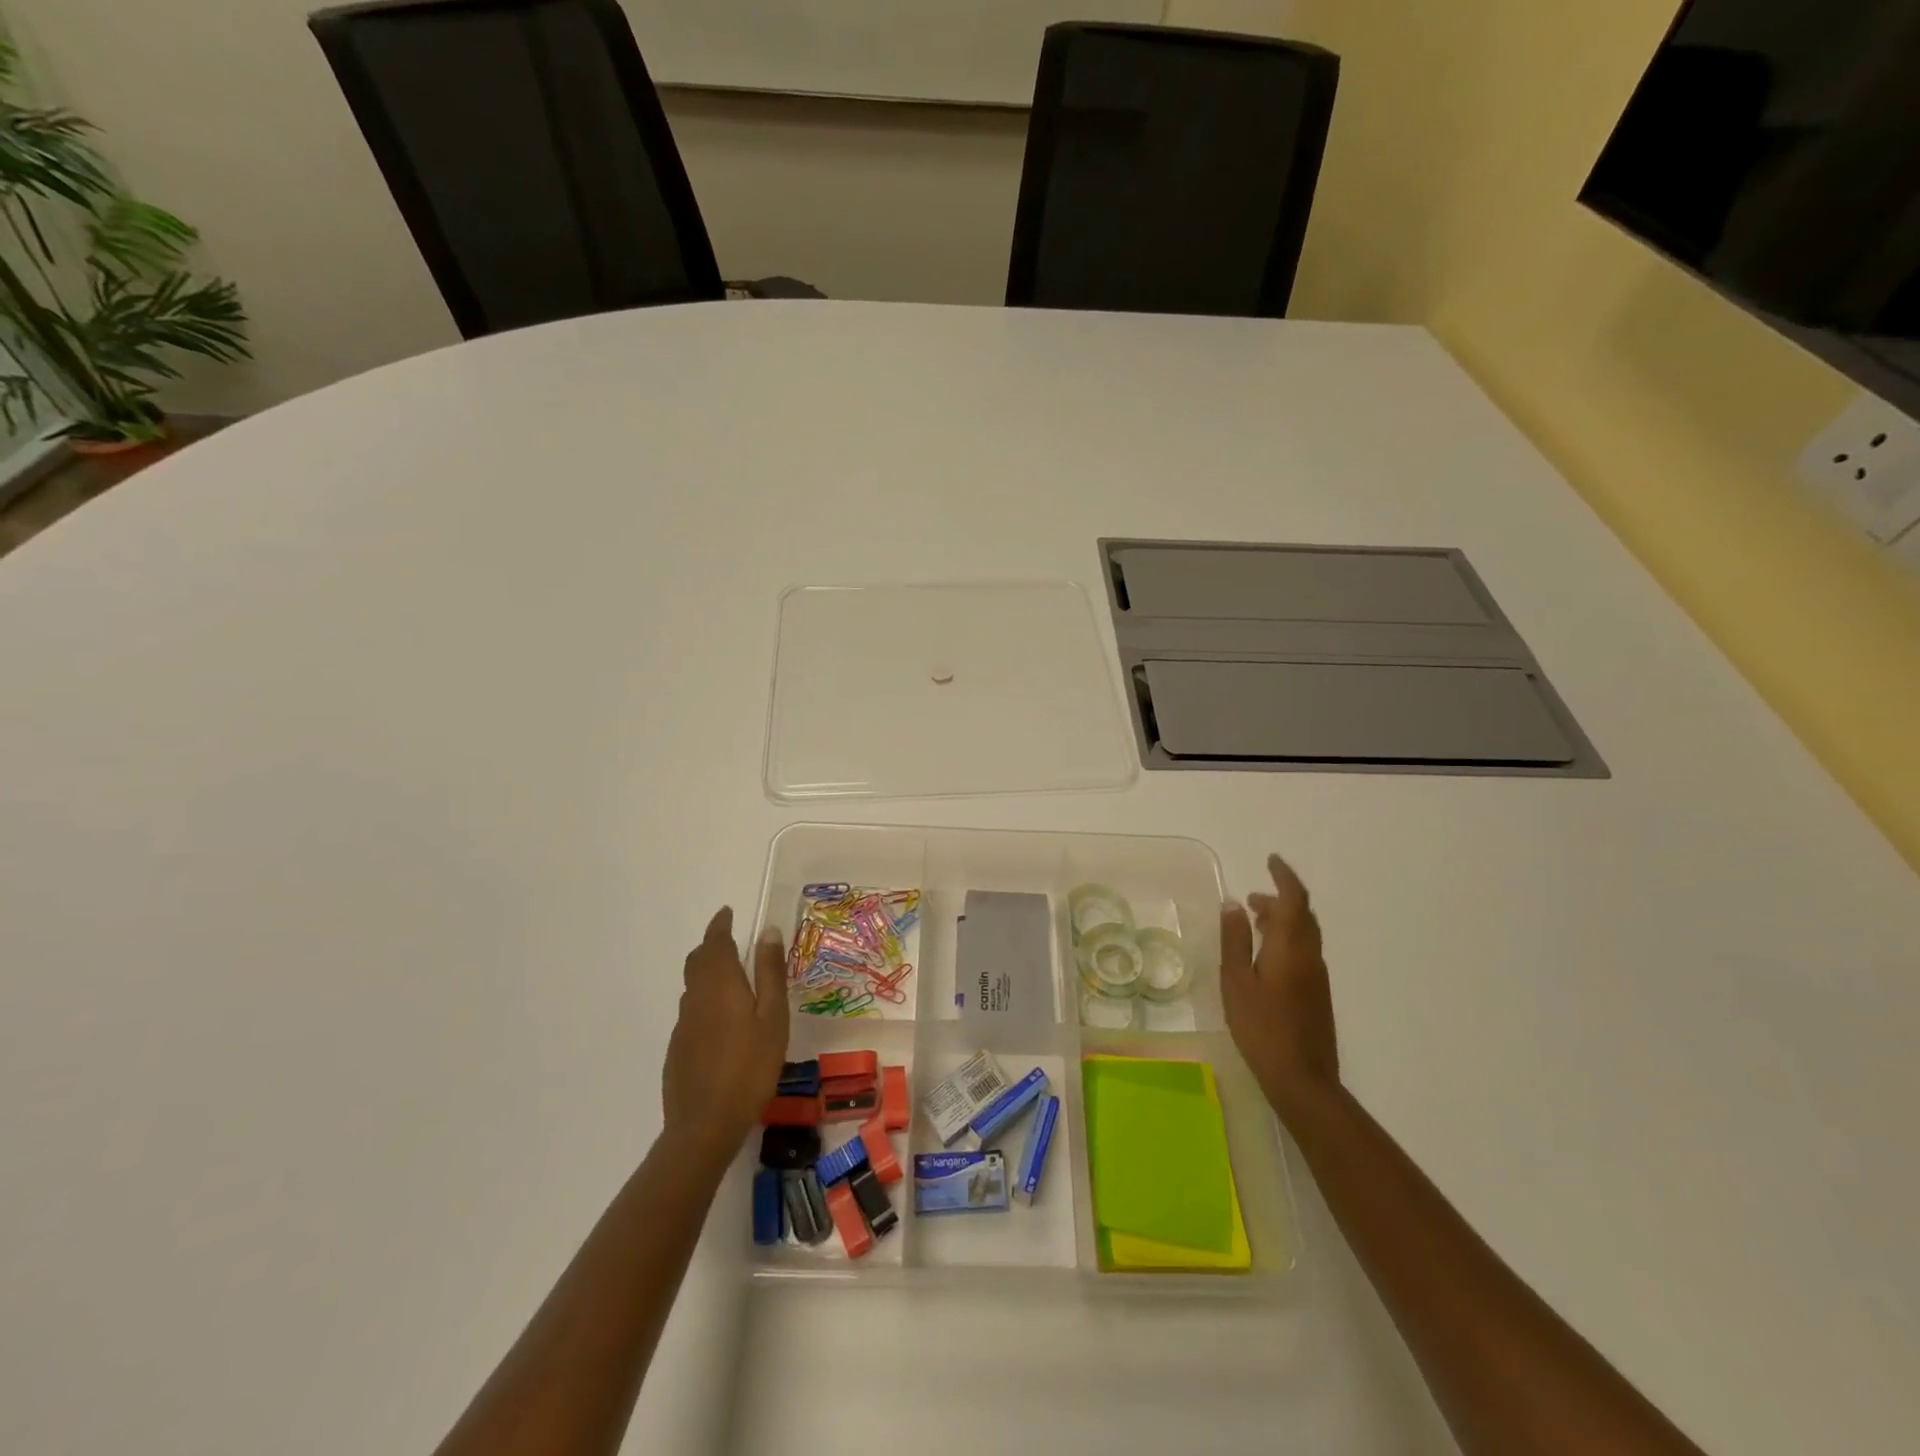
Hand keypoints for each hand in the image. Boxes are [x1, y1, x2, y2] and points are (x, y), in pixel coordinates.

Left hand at [662, 907, 788, 1160]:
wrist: (704, 1125)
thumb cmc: (750, 1066)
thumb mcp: (773, 1017)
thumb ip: (769, 973)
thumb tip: (768, 931)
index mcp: (720, 984)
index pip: (716, 942)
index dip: (721, 925)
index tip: (728, 912)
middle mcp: (696, 997)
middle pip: (698, 961)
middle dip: (712, 945)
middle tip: (730, 940)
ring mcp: (684, 1025)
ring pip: (693, 986)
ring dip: (708, 972)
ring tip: (731, 978)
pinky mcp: (679, 1048)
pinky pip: (692, 1010)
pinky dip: (705, 1000)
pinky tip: (722, 1020)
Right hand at [1220, 853, 1339, 1124]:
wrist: (1302, 1079)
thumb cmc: (1261, 1027)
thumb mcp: (1236, 981)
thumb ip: (1235, 940)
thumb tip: (1234, 905)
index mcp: (1291, 947)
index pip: (1294, 899)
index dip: (1284, 876)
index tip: (1270, 860)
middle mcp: (1310, 955)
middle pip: (1302, 915)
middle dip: (1280, 898)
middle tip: (1252, 897)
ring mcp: (1317, 976)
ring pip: (1305, 934)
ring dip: (1283, 919)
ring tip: (1254, 922)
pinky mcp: (1317, 994)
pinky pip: (1304, 951)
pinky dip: (1286, 939)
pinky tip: (1265, 956)